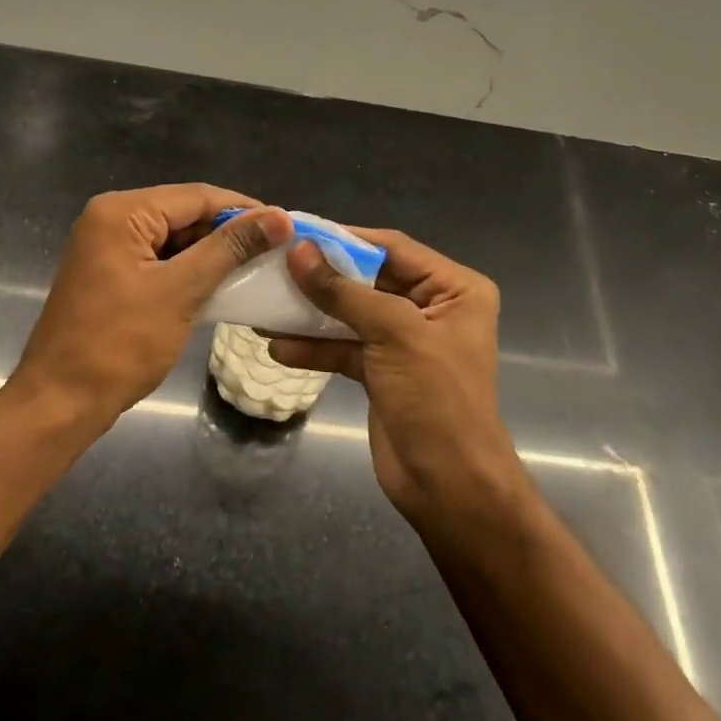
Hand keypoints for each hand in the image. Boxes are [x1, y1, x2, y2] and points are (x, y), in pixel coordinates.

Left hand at [9, 185, 291, 434]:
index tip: (286, 227)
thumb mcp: (181, 291)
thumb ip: (230, 248)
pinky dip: (190, 271)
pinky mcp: (111, 274)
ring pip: (174, 238)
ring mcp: (108, 247)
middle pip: (184, 213)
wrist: (60, 402)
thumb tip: (279, 217)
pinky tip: (223, 285)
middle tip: (276, 251)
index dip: (244, 209)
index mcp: (121, 212)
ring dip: (212, 253)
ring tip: (258, 267)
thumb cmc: (119, 344)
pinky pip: (160, 260)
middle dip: (229, 232)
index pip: (196, 196)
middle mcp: (111, 219)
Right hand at [268, 231, 527, 525]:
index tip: (296, 231)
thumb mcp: (394, 334)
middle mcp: (432, 308)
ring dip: (311, 313)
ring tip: (265, 305)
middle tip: (273, 265)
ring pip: (351, 314)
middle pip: (368, 279)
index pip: (393, 248)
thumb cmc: (436, 400)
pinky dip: (315, 347)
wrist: (449, 488)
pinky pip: (345, 348)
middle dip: (322, 277)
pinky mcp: (383, 371)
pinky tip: (278, 347)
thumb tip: (298, 251)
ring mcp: (405, 341)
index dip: (344, 238)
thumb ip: (342, 292)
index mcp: (454, 289)